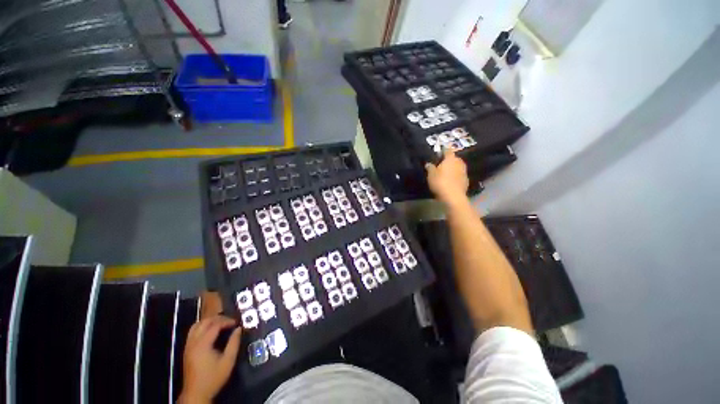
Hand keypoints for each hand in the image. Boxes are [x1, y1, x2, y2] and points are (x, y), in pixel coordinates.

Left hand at [179, 315, 241, 403]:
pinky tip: (211, 331)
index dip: (227, 321)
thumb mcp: (228, 361)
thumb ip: (234, 343)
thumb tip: (239, 329)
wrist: (196, 393)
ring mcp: (188, 346)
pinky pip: (193, 331)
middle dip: (219, 318)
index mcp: (202, 345)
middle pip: (205, 322)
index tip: (237, 323)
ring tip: (221, 323)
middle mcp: (193, 342)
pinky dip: (203, 327)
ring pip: (197, 325)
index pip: (215, 325)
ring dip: (209, 321)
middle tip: (230, 321)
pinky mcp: (187, 349)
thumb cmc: (213, 378)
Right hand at [425, 149, 468, 205]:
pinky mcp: (466, 181)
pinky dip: (455, 176)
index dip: (443, 150)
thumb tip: (429, 163)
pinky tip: (450, 180)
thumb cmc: (440, 182)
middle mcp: (459, 163)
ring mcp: (464, 172)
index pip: (448, 150)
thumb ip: (430, 167)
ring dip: (453, 168)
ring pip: (458, 167)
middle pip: (454, 158)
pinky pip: (459, 175)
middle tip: (441, 164)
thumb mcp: (431, 175)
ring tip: (446, 172)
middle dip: (449, 160)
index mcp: (451, 159)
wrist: (453, 196)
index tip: (440, 151)